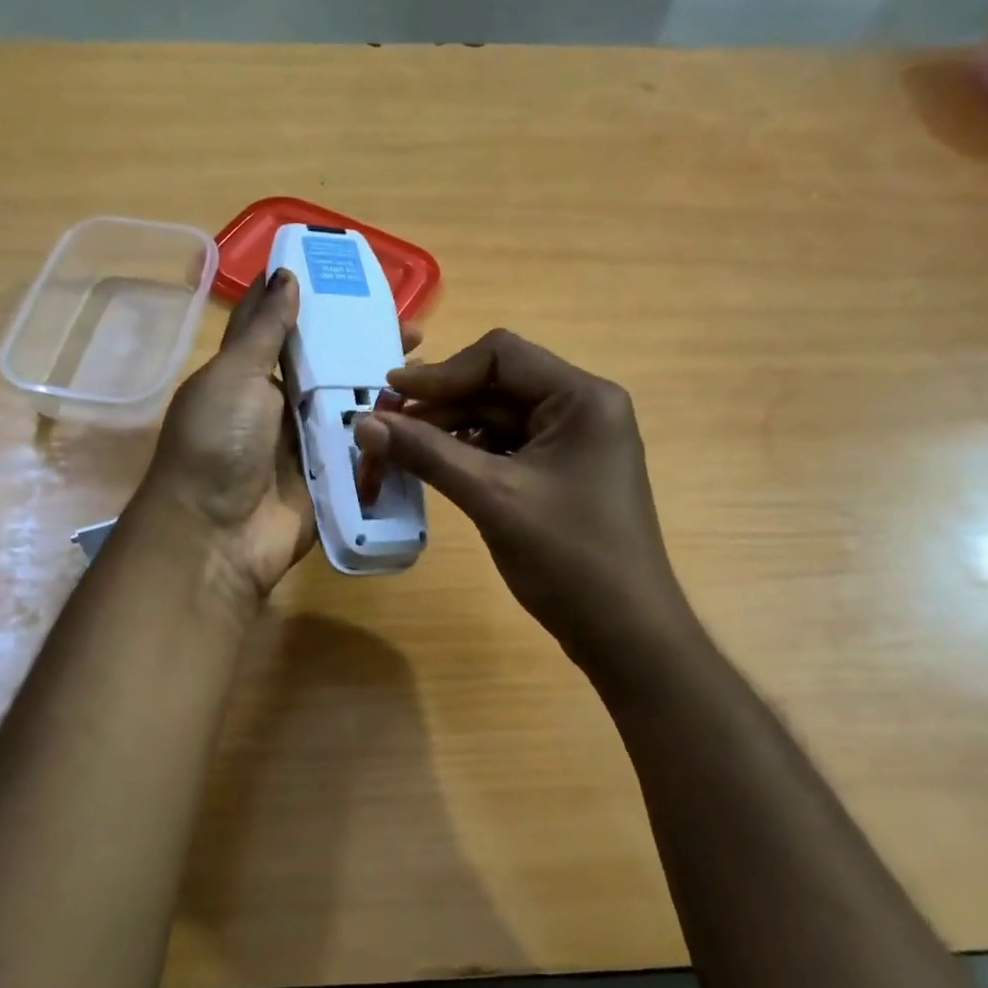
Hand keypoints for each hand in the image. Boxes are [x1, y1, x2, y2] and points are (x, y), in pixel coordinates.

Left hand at [138, 269, 424, 604]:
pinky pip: (364, 450)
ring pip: (352, 408)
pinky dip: (390, 434)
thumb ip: (264, 329)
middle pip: (329, 369)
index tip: (359, 283)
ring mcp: (307, 446)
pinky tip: (425, 414)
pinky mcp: (331, 480)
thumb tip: (285, 274)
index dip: (319, 305)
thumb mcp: (234, 375)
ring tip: (429, 367)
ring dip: (385, 389)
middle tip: (413, 331)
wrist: (217, 535)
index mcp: (248, 376)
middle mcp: (278, 408)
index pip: (287, 330)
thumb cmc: (217, 443)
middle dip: (366, 348)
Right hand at [353, 329, 693, 681]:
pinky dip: (470, 455)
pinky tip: (438, 471)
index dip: (440, 373)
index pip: (501, 356)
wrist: (624, 632)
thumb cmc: (568, 558)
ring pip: (498, 418)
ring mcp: (575, 442)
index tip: (389, 397)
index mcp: (582, 398)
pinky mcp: (563, 472)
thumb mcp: (492, 498)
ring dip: (449, 432)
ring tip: (402, 455)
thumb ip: (427, 454)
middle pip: (497, 386)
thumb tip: (363, 423)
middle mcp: (583, 408)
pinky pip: (508, 448)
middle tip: (385, 433)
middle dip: (440, 407)